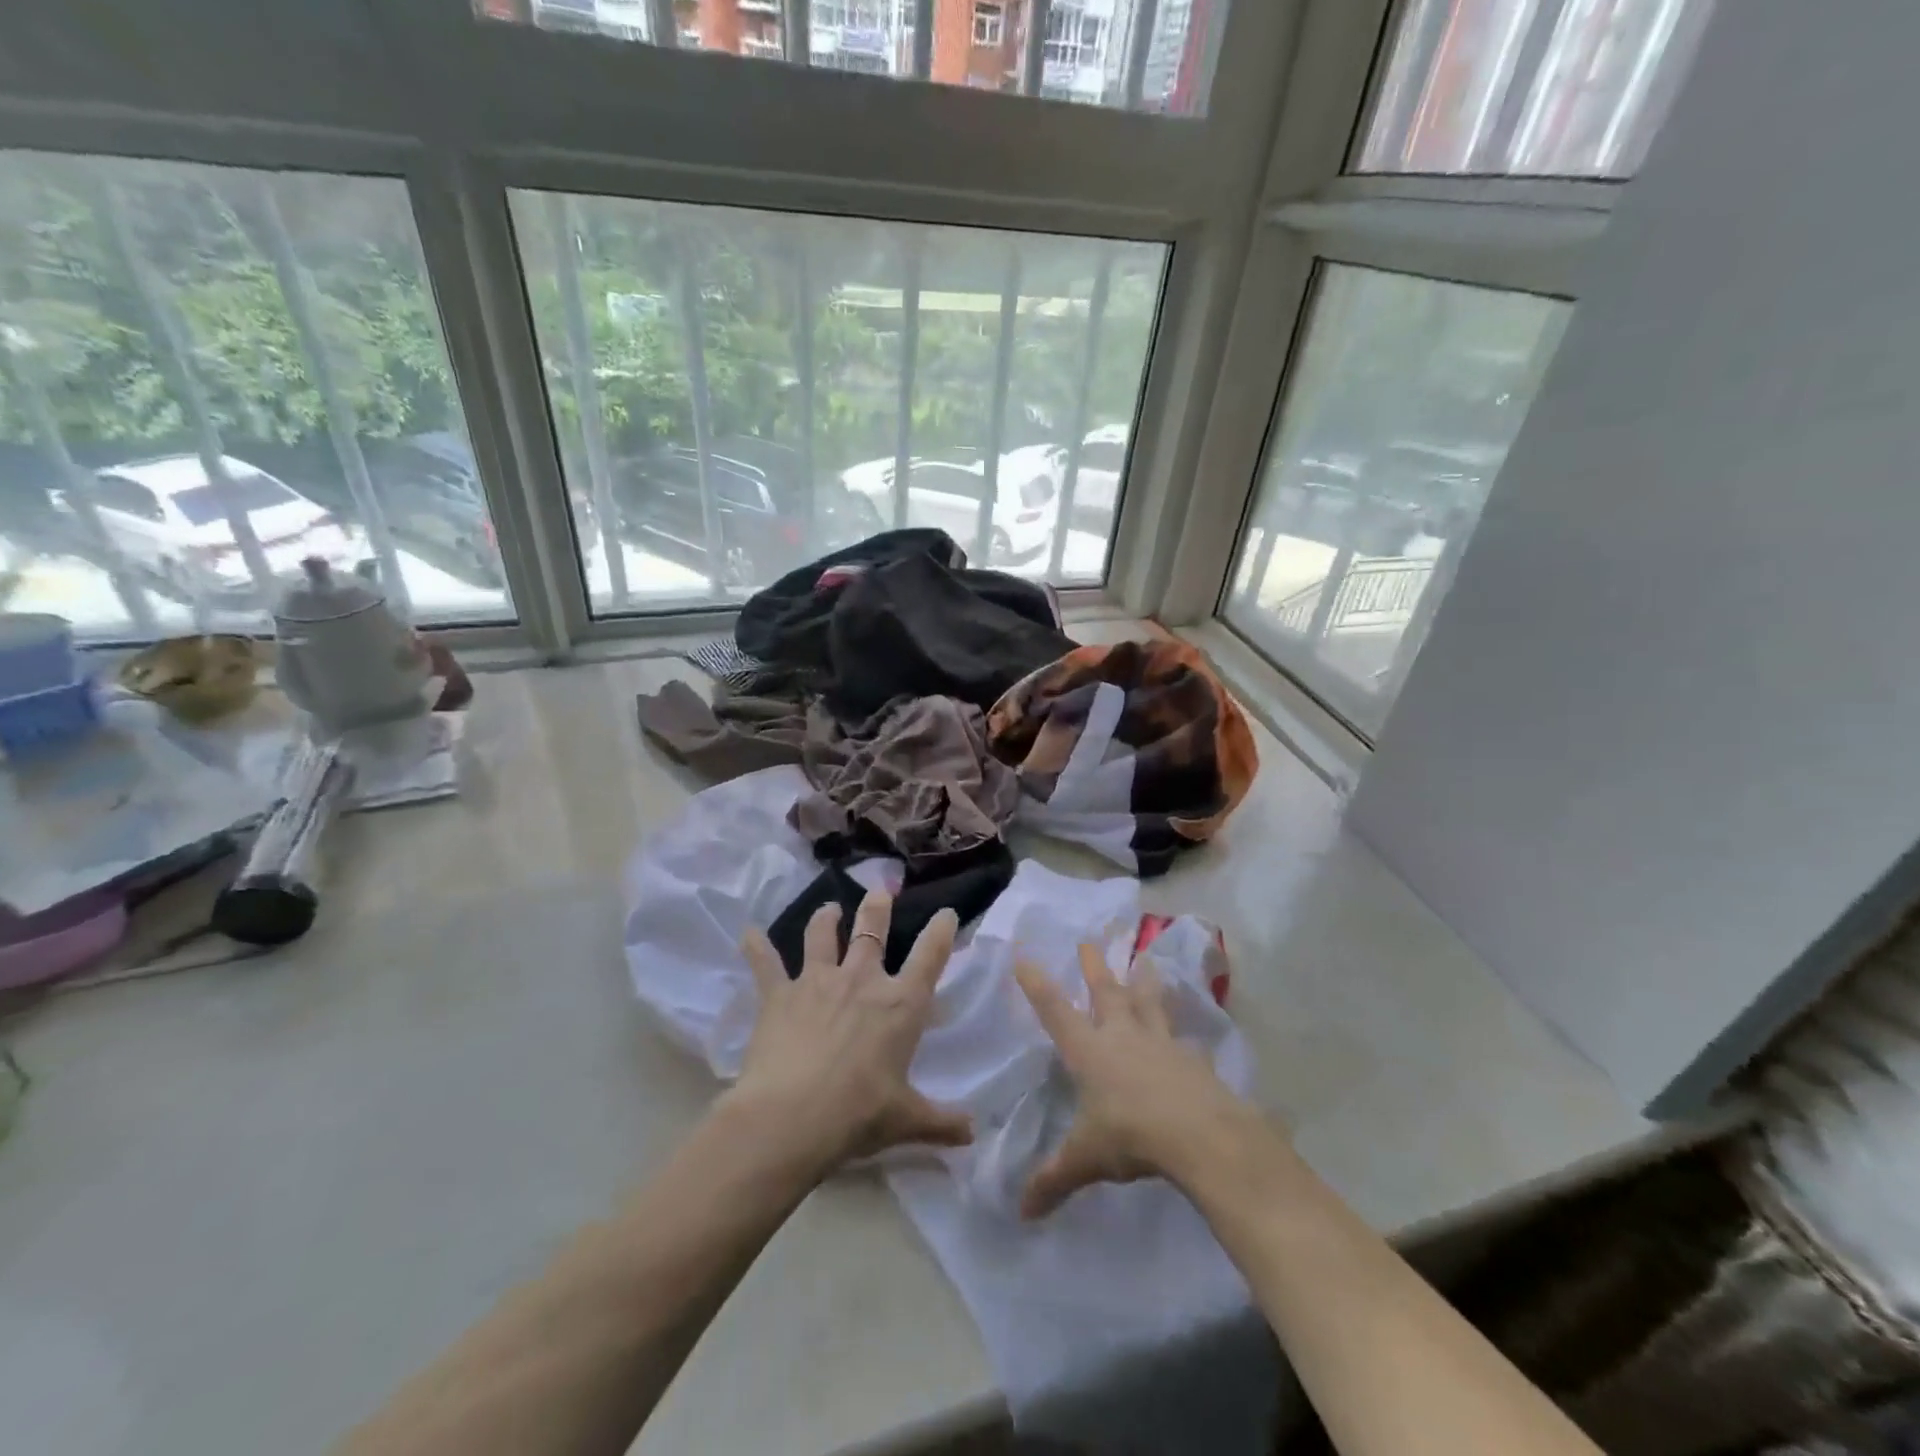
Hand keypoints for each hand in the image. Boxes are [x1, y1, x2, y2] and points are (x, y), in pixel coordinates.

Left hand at [728, 892, 972, 1177]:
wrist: (790, 1118)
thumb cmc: (857, 1114)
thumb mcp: (906, 1120)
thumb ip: (941, 1122)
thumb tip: (973, 1134)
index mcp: (900, 1004)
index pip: (930, 956)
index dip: (941, 931)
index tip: (947, 913)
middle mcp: (862, 980)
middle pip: (873, 929)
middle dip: (878, 907)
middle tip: (879, 891)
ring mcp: (817, 981)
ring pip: (822, 935)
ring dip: (826, 918)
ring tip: (829, 908)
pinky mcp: (779, 994)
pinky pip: (765, 963)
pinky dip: (756, 947)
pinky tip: (749, 933)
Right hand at [1014, 944, 1257, 1218]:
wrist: (1200, 1135)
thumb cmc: (1132, 1137)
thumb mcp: (1087, 1159)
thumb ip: (1054, 1179)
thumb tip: (1022, 1212)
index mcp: (1090, 1051)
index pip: (1055, 1010)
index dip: (1037, 984)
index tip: (1024, 955)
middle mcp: (1123, 1036)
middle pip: (1106, 992)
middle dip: (1094, 967)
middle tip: (1089, 941)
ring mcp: (1161, 1043)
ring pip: (1149, 1003)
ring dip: (1144, 981)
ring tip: (1146, 959)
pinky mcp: (1192, 1059)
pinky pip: (1182, 1038)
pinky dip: (1180, 1032)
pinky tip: (1187, 1036)